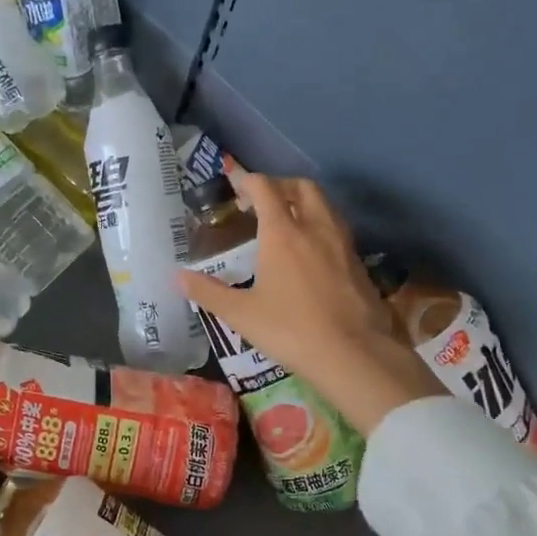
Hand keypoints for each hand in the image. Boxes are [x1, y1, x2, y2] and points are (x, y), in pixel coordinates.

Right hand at [179, 168, 442, 434]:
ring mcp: (342, 243)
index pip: (266, 188)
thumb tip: (178, 277)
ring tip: (286, 223)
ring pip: (325, 205)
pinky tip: (310, 252)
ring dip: (304, 203)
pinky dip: (320, 226)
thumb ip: (208, 292)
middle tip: (262, 203)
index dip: (249, 181)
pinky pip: (337, 228)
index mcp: (283, 233)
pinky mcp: (358, 262)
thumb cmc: (291, 330)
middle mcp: (315, 227)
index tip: (236, 187)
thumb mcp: (241, 314)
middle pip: (302, 187)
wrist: (353, 354)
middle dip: (280, 186)